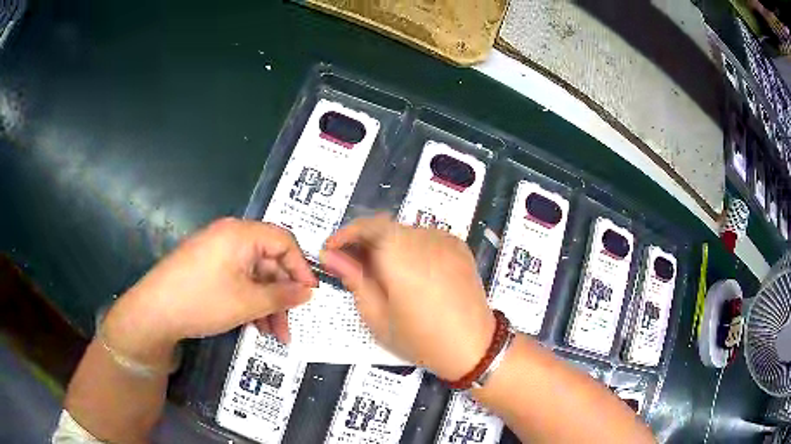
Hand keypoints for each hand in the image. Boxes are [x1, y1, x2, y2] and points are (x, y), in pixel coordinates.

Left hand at [103, 218, 317, 363]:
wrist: (154, 312)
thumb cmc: (203, 301)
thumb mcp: (247, 302)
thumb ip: (282, 295)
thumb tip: (308, 292)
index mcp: (241, 234)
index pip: (284, 241)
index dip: (301, 268)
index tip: (310, 297)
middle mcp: (230, 236)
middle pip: (268, 262)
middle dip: (282, 296)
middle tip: (289, 327)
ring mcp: (217, 252)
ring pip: (253, 276)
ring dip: (267, 304)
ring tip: (274, 335)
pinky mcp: (207, 267)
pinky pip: (237, 280)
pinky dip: (249, 301)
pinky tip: (255, 325)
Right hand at [320, 214, 495, 379]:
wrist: (473, 347)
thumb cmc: (420, 339)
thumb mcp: (377, 316)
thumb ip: (354, 279)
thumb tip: (331, 255)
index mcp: (401, 254)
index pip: (367, 225)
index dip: (345, 234)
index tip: (331, 250)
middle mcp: (424, 237)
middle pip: (385, 227)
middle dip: (364, 242)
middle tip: (351, 266)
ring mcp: (445, 240)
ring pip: (404, 232)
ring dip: (386, 246)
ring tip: (380, 274)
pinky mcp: (459, 246)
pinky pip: (425, 239)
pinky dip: (409, 248)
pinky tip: (409, 273)